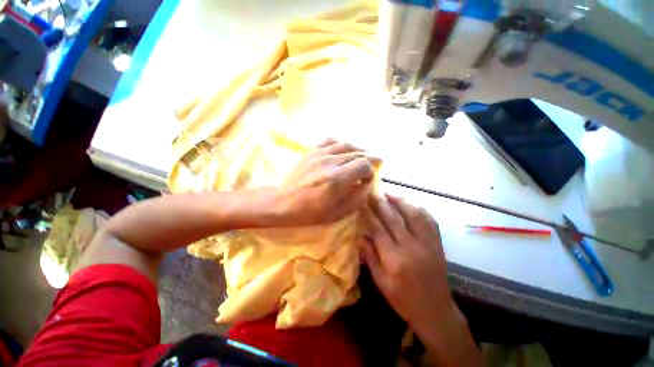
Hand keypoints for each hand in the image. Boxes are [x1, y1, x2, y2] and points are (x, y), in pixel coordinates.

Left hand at [273, 139, 380, 225]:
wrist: (283, 202)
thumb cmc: (310, 212)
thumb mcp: (337, 213)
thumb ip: (356, 198)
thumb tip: (366, 185)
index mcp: (337, 179)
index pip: (363, 165)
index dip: (370, 172)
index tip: (367, 180)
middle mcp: (330, 162)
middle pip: (357, 153)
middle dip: (369, 159)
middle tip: (376, 162)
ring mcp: (319, 154)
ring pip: (346, 144)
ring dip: (358, 149)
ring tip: (365, 154)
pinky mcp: (311, 152)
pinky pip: (329, 141)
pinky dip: (341, 143)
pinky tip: (345, 148)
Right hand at [361, 193, 455, 333]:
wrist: (435, 311)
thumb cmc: (403, 299)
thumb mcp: (381, 282)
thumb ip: (370, 256)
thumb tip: (361, 234)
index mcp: (394, 259)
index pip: (377, 228)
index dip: (368, 213)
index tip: (361, 202)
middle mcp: (411, 247)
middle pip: (393, 218)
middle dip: (380, 203)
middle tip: (372, 192)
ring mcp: (427, 244)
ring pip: (414, 215)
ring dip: (400, 201)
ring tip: (389, 193)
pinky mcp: (437, 244)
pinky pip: (430, 221)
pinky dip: (419, 209)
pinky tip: (410, 203)